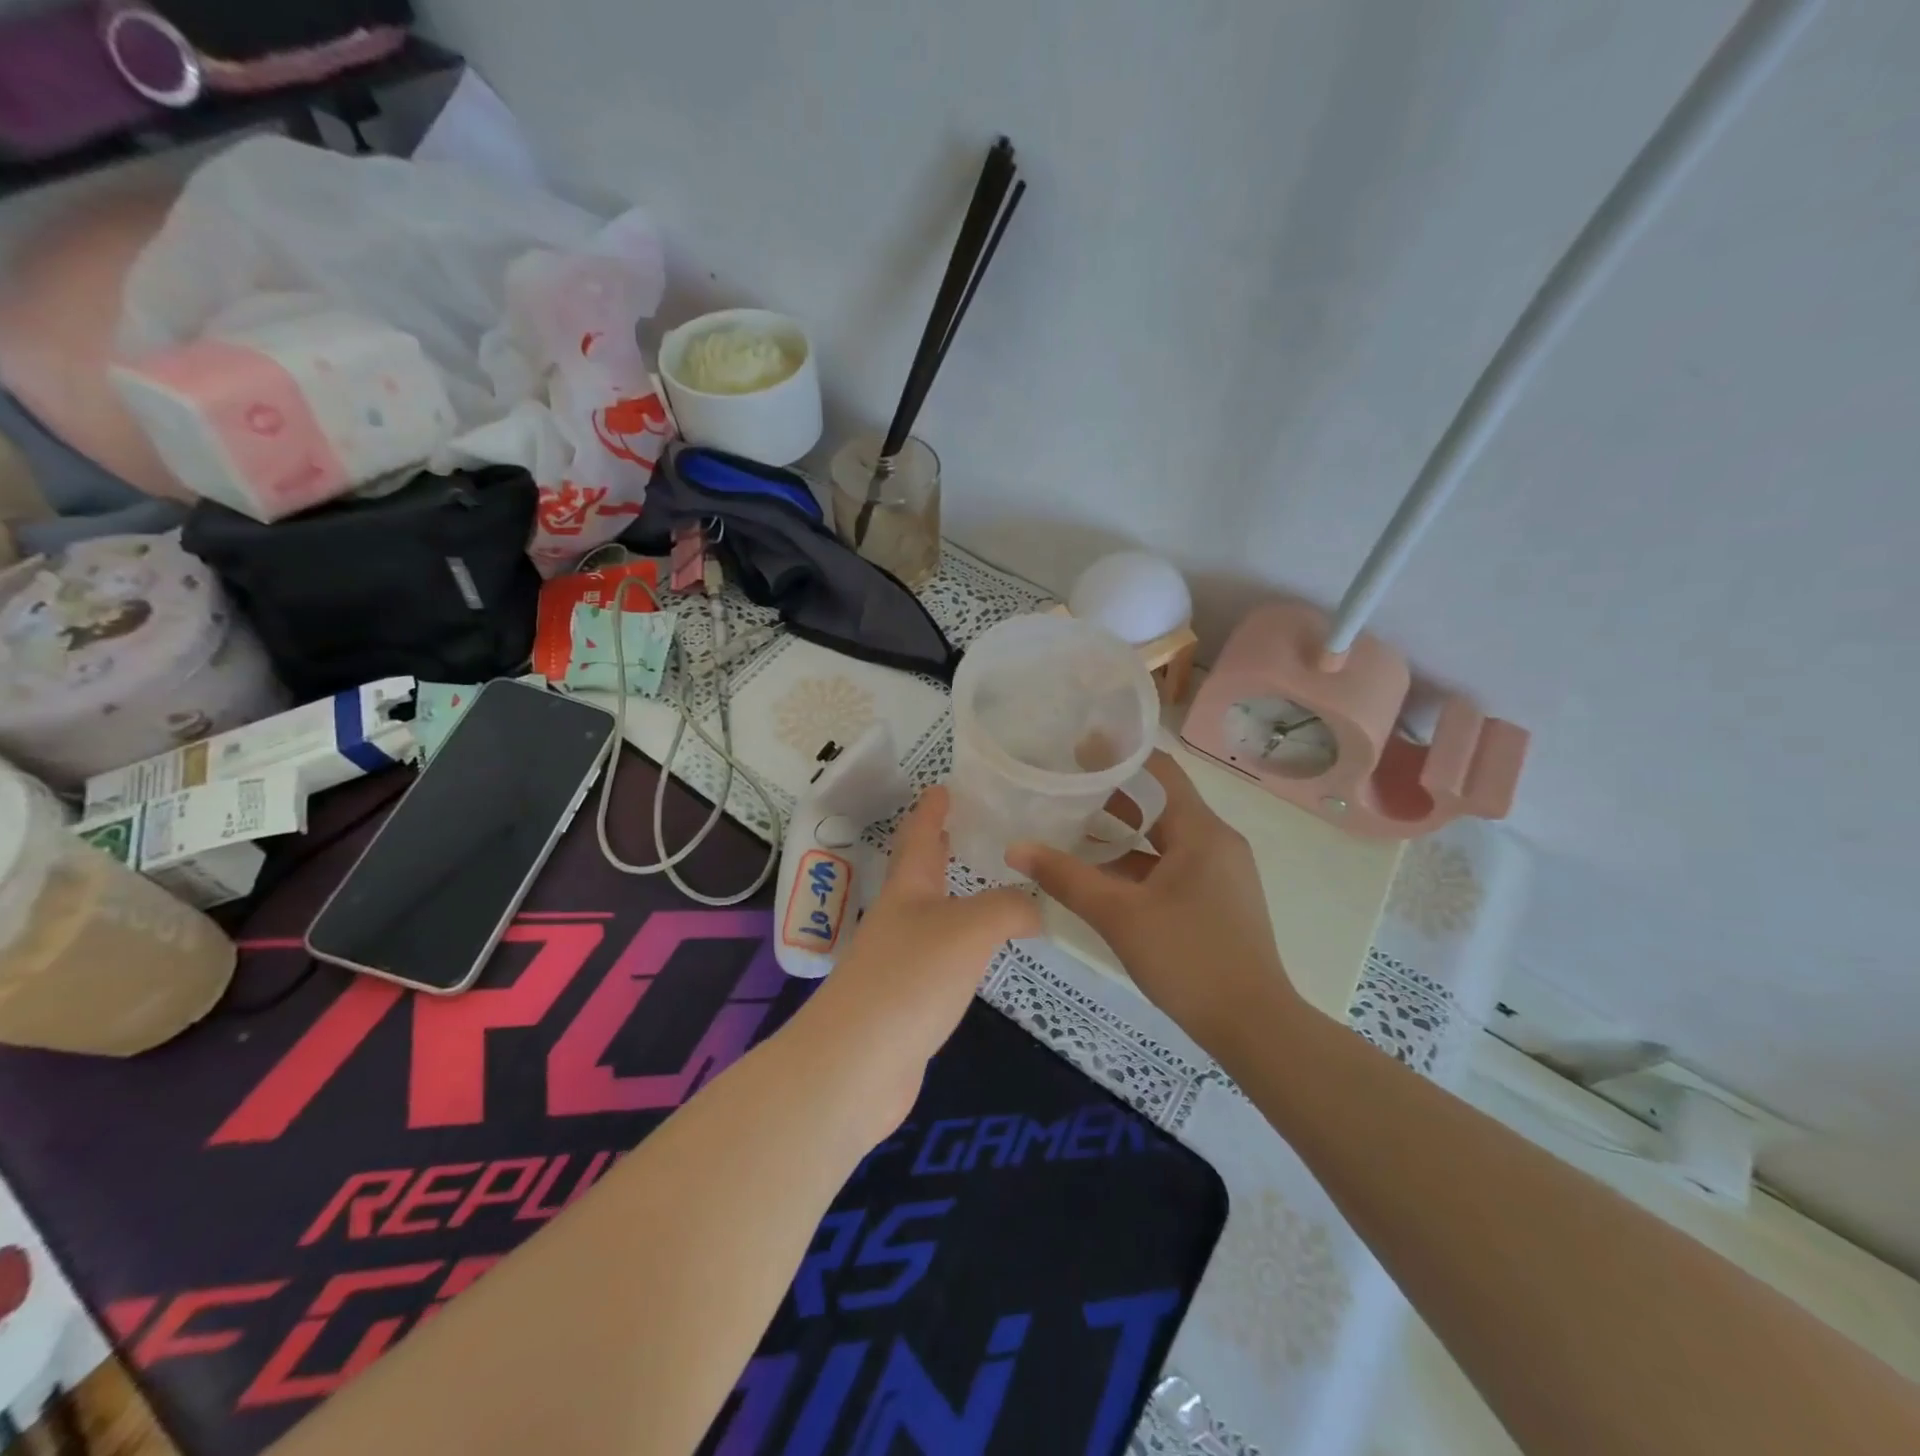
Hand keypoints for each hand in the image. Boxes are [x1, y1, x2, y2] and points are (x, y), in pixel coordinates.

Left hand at [802, 786, 1039, 1125]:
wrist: (857, 1065)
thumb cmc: (910, 978)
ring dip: (954, 895)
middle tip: (967, 826)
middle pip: (919, 872)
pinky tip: (981, 953)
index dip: (932, 809)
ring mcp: (900, 961)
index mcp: (908, 889)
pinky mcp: (907, 1000)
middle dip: (940, 847)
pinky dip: (963, 944)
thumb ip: (1009, 908)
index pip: (920, 835)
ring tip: (986, 885)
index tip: (944, 785)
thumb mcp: (969, 929)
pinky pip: (941, 958)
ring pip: (932, 915)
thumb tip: (1037, 907)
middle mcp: (900, 917)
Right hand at [1006, 752, 1299, 1054]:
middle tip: (1065, 783)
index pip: (1160, 771)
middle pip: (1160, 802)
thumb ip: (1067, 877)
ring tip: (1073, 823)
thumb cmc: (1188, 959)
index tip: (1077, 745)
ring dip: (1123, 830)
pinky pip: (1172, 865)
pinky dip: (1138, 862)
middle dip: (1113, 792)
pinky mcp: (1218, 899)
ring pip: (1165, 837)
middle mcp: (1216, 842)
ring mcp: (1220, 873)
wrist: (1254, 1027)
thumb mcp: (1119, 916)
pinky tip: (1102, 873)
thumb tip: (1015, 847)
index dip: (1119, 755)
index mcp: (1202, 832)